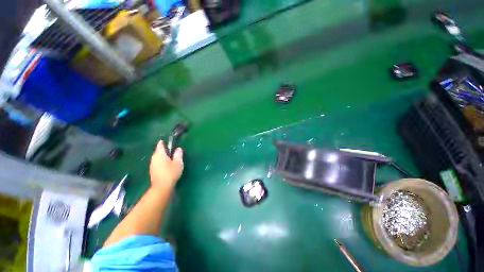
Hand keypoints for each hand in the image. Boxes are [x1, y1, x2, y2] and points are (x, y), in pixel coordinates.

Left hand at [149, 140, 183, 189]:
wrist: (162, 187)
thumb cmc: (171, 172)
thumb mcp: (178, 162)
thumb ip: (178, 154)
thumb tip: (178, 149)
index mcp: (160, 154)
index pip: (160, 144)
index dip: (164, 142)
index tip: (169, 142)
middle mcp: (154, 158)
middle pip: (158, 151)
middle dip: (163, 149)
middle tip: (171, 150)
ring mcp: (152, 164)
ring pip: (157, 157)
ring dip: (162, 156)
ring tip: (169, 157)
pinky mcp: (152, 170)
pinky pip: (156, 162)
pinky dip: (161, 161)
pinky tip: (166, 165)